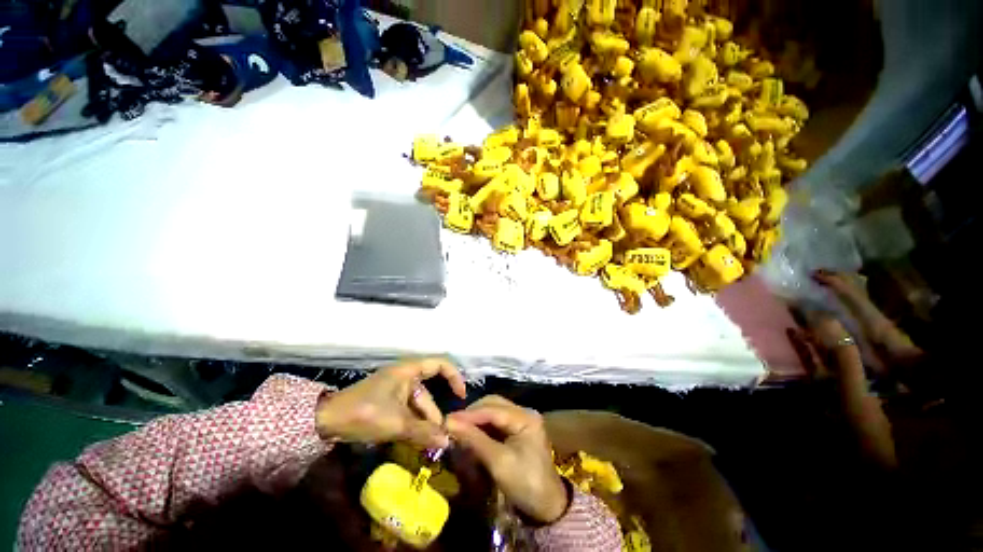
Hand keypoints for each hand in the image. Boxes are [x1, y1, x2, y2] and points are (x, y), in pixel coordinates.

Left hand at [315, 358, 466, 448]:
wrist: (325, 421)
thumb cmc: (364, 413)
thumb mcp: (396, 423)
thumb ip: (423, 432)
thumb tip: (448, 442)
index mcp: (409, 370)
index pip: (440, 364)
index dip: (454, 377)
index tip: (460, 397)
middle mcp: (406, 377)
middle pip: (429, 393)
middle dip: (435, 415)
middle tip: (441, 439)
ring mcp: (396, 391)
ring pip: (418, 406)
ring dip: (424, 424)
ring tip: (430, 446)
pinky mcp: (388, 403)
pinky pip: (408, 412)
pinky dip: (413, 426)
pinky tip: (418, 442)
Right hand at [446, 396, 568, 523]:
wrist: (547, 508)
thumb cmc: (525, 485)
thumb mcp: (498, 462)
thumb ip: (474, 440)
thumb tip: (449, 422)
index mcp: (525, 417)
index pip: (493, 408)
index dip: (469, 414)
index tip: (447, 419)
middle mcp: (524, 412)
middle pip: (493, 405)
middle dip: (472, 414)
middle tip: (452, 424)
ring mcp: (521, 421)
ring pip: (493, 412)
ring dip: (476, 420)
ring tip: (459, 429)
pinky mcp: (517, 430)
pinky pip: (496, 422)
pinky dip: (482, 427)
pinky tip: (471, 434)